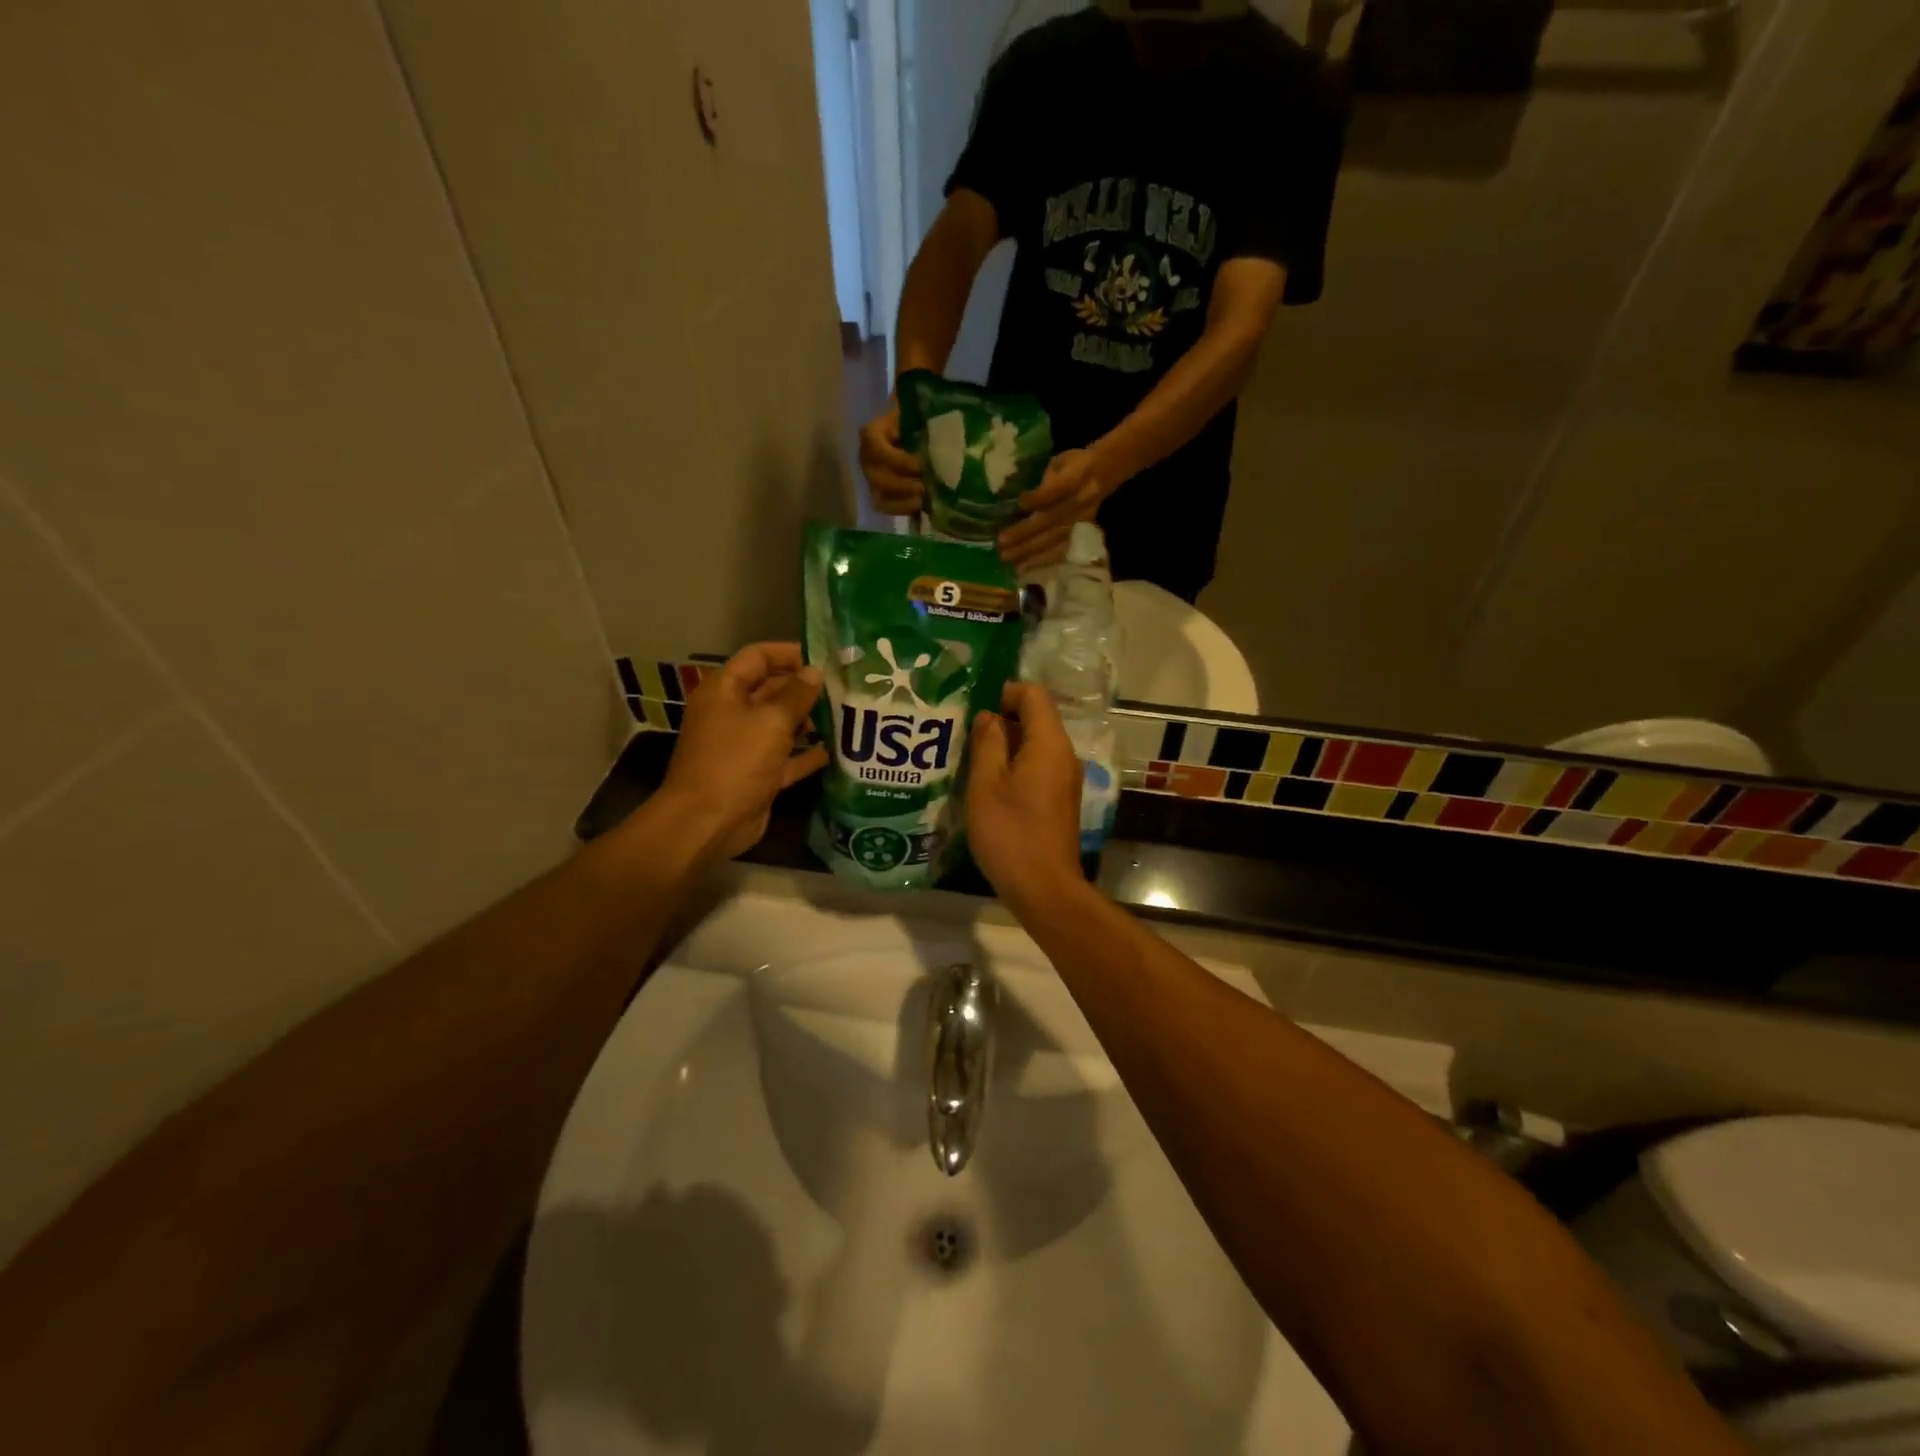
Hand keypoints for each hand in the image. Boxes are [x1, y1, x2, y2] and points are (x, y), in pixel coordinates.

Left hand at [658, 643, 827, 863]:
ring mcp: (744, 746)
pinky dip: (808, 754)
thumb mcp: (771, 722)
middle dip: (806, 688)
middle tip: (845, 687)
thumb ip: (797, 695)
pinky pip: (786, 757)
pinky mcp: (757, 774)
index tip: (825, 658)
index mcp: (725, 691)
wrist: (708, 823)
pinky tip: (838, 750)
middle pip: (772, 690)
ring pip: (781, 725)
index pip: (758, 657)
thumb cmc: (735, 761)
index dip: (789, 653)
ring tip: (848, 715)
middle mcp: (732, 713)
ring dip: (811, 721)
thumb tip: (815, 671)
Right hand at [859, 401, 924, 516]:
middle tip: (924, 486)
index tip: (919, 464)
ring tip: (922, 499)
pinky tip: (918, 507)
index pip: (874, 446)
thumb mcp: (917, 411)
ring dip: (901, 500)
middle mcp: (866, 457)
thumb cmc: (917, 420)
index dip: (896, 459)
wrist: (915, 432)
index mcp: (873, 433)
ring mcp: (872, 477)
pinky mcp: (880, 493)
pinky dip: (901, 509)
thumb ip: (921, 410)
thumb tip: (932, 406)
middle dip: (901, 484)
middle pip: (876, 476)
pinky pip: (884, 506)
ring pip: (879, 494)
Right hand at [966, 682, 1084, 906]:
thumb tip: (989, 716)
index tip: (974, 707)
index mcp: (1049, 744)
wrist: (1044, 888)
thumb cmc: (1010, 833)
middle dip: (1001, 718)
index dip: (1004, 691)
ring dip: (1005, 744)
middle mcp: (1064, 755)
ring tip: (971, 756)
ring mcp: (1065, 778)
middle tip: (964, 732)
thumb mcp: (986, 784)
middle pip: (1036, 718)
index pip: (1034, 694)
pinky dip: (1015, 765)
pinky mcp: (1060, 798)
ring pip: (1035, 744)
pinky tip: (988, 783)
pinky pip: (1038, 766)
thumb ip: (987, 743)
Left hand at [997, 447, 1109, 568]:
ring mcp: (1082, 521)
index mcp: (1077, 477)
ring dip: (1030, 551)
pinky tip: (1024, 567)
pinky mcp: (1083, 534)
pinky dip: (1042, 560)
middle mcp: (1081, 502)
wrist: (1106, 473)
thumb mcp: (1060, 462)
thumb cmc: (1075, 465)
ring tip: (1008, 557)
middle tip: (1001, 542)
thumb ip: (1043, 480)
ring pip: (1054, 539)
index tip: (1019, 504)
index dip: (1038, 498)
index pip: (1056, 490)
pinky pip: (1061, 551)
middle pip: (1051, 520)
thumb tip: (1018, 500)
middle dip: (1025, 533)